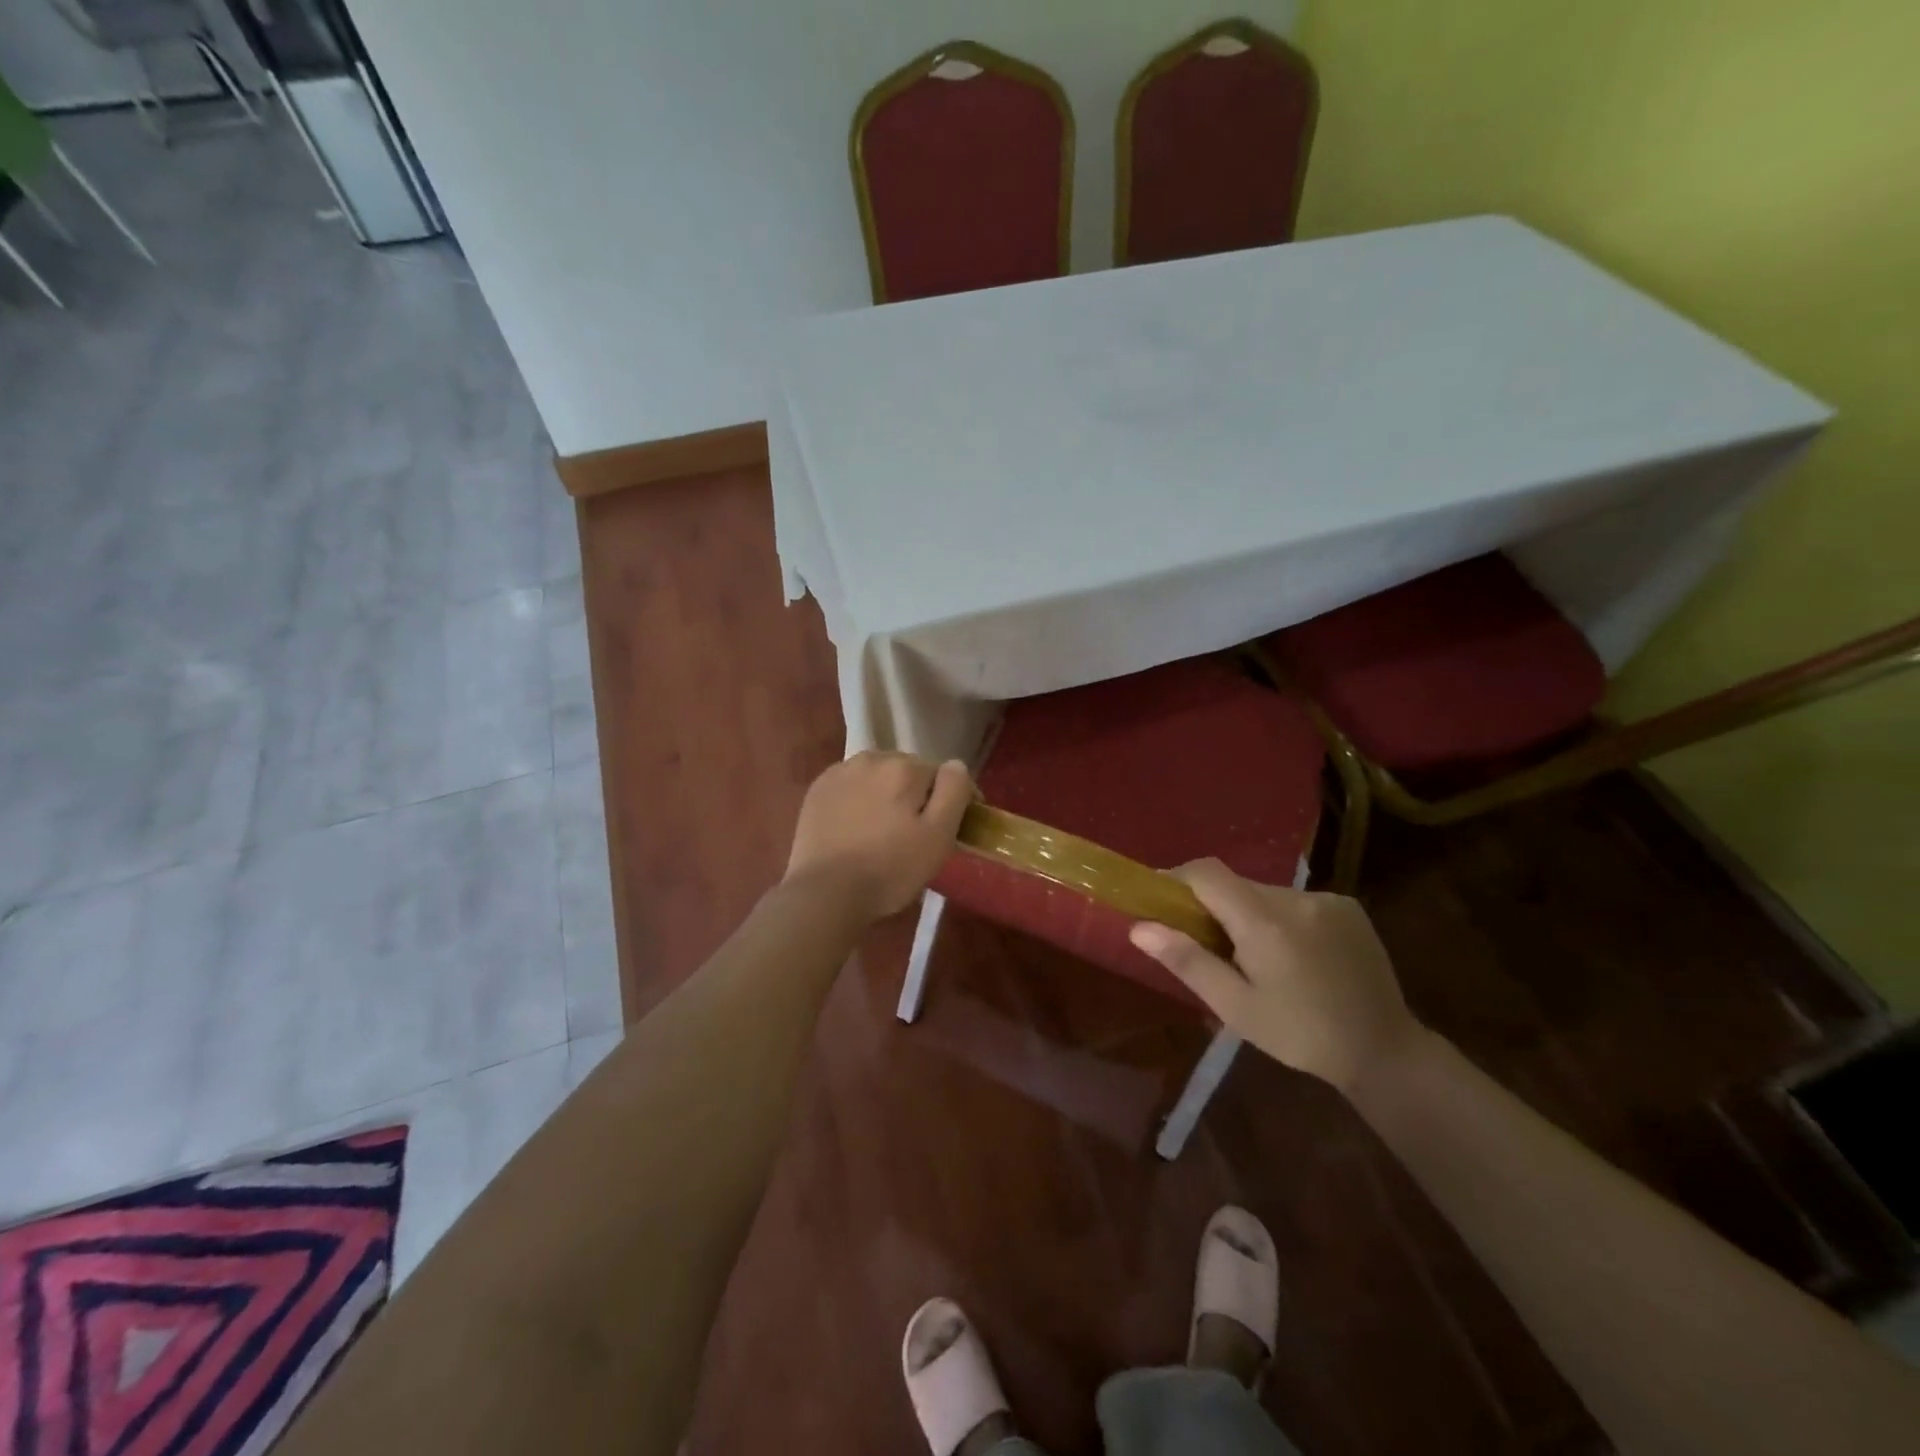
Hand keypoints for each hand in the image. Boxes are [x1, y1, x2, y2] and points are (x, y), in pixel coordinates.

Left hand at [784, 752, 972, 920]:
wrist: (824, 892)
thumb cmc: (889, 868)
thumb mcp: (938, 836)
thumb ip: (953, 793)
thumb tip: (956, 765)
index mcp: (905, 768)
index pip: (943, 774)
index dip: (954, 798)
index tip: (956, 825)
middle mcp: (872, 759)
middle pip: (908, 771)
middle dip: (918, 793)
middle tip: (919, 830)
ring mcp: (840, 772)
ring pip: (878, 776)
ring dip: (888, 792)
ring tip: (887, 826)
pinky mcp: (818, 790)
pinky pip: (851, 786)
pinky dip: (860, 798)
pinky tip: (858, 825)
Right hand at [1128, 859, 1421, 1094]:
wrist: (1385, 1051)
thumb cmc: (1300, 1035)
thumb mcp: (1235, 1007)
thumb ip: (1187, 961)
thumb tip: (1139, 927)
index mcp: (1264, 922)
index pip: (1206, 872)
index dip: (1176, 878)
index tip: (1159, 900)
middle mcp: (1295, 898)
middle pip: (1235, 883)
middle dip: (1212, 905)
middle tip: (1203, 943)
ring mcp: (1326, 899)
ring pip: (1265, 893)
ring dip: (1247, 913)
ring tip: (1252, 957)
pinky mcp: (1348, 906)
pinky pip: (1295, 901)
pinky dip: (1279, 918)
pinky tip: (1291, 955)